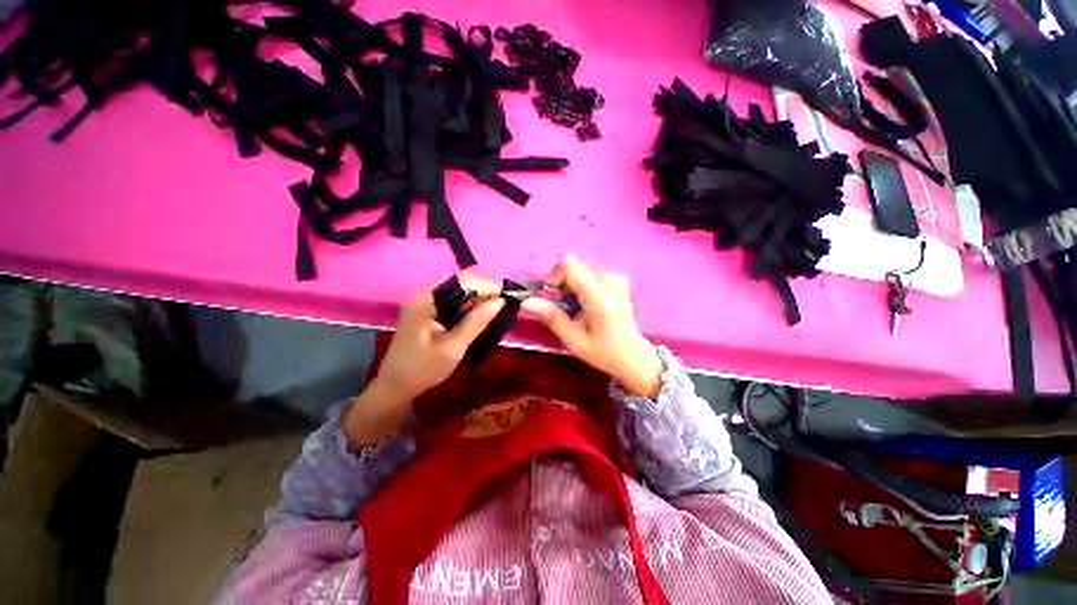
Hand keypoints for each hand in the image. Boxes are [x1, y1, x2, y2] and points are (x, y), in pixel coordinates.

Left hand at [376, 273, 504, 401]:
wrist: (395, 388)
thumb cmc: (422, 369)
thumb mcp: (453, 347)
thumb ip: (476, 322)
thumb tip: (500, 301)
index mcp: (426, 299)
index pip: (462, 281)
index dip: (485, 286)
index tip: (505, 299)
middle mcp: (424, 296)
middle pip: (460, 285)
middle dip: (482, 295)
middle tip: (501, 309)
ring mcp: (425, 305)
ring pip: (458, 295)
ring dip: (476, 303)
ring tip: (494, 315)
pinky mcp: (427, 314)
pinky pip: (451, 305)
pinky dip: (466, 311)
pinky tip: (477, 320)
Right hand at [522, 255, 662, 397]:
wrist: (632, 356)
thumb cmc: (602, 351)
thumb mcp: (573, 339)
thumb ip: (551, 317)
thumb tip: (527, 302)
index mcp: (598, 294)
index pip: (569, 265)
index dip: (553, 275)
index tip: (549, 294)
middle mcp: (609, 279)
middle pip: (574, 266)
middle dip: (561, 282)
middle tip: (560, 305)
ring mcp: (616, 278)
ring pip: (581, 269)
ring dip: (571, 284)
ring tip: (573, 307)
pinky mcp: (618, 280)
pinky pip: (591, 273)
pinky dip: (582, 285)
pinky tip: (584, 303)